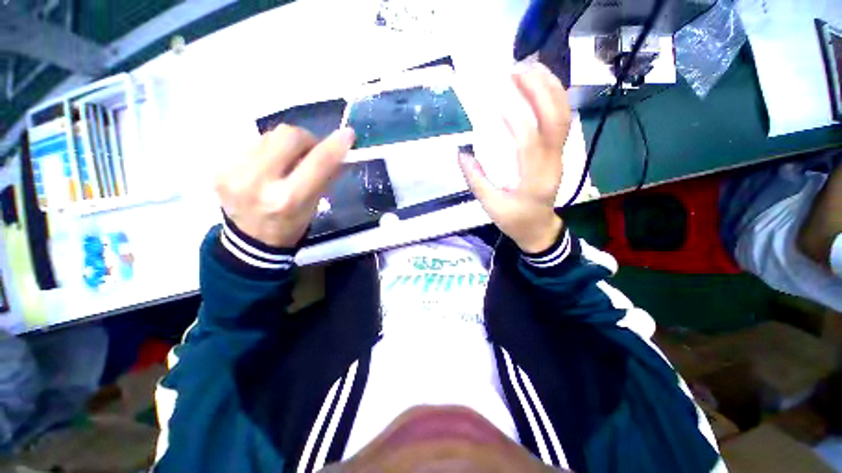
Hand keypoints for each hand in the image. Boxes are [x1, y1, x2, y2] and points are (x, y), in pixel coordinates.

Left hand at [215, 125, 354, 247]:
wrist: (250, 241)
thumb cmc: (291, 225)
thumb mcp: (315, 205)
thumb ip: (326, 175)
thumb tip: (340, 150)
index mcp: (288, 199)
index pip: (317, 163)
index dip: (335, 146)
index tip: (347, 135)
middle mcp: (258, 182)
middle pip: (287, 135)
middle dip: (306, 139)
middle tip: (311, 151)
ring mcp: (233, 172)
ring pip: (269, 135)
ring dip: (285, 145)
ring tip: (286, 162)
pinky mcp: (220, 167)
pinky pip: (252, 143)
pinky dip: (267, 151)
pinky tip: (267, 167)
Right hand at [459, 63, 571, 253]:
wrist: (539, 228)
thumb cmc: (515, 220)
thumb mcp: (491, 206)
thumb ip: (476, 180)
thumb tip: (462, 153)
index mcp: (534, 180)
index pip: (530, 141)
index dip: (516, 116)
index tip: (497, 98)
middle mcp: (552, 163)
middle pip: (555, 119)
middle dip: (539, 90)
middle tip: (516, 71)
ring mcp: (559, 155)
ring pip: (563, 115)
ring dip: (550, 88)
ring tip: (529, 68)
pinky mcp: (558, 152)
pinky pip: (561, 120)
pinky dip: (553, 97)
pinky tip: (538, 86)